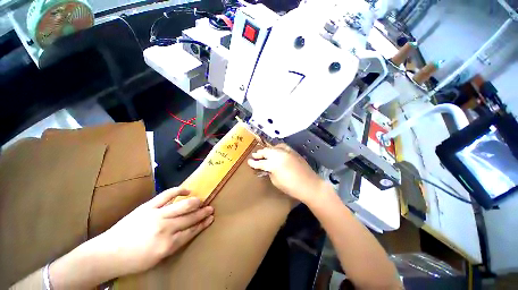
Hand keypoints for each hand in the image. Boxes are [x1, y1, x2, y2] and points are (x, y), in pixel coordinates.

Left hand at [94, 187, 213, 276]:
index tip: (211, 219)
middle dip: (203, 213)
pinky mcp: (148, 206)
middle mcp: (165, 228)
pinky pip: (167, 195)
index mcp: (167, 245)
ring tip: (203, 200)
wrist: (107, 253)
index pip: (191, 231)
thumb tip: (187, 232)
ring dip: (196, 203)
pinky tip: (187, 190)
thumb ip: (174, 245)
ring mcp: (157, 215)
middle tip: (211, 209)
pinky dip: (179, 191)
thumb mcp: (157, 259)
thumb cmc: (133, 261)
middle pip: (190, 218)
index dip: (202, 224)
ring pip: (183, 206)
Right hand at [247, 144, 326, 203]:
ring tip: (263, 152)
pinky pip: (282, 146)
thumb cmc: (291, 187)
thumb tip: (267, 168)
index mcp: (273, 164)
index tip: (249, 162)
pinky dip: (277, 147)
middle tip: (254, 155)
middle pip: (266, 152)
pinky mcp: (292, 151)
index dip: (254, 163)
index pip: (260, 163)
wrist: (309, 184)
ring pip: (273, 147)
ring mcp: (286, 152)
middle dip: (259, 154)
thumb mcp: (276, 181)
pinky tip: (275, 149)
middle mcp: (279, 155)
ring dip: (267, 150)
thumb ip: (269, 172)